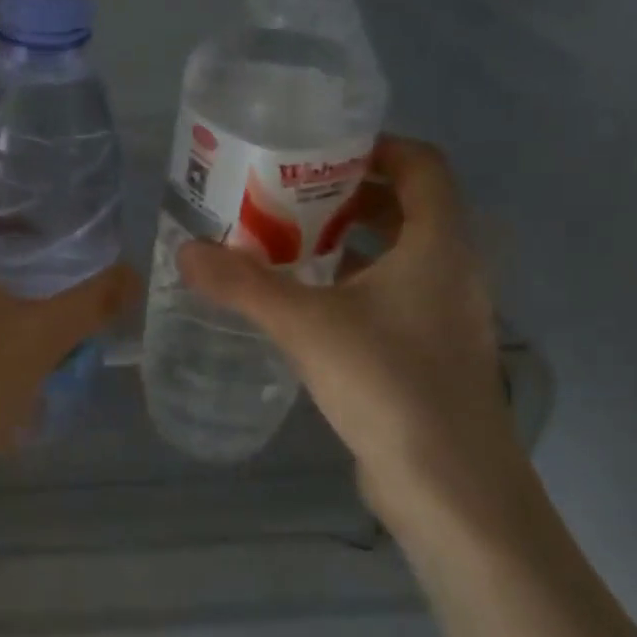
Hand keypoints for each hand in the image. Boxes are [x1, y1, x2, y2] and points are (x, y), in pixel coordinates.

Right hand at [177, 137, 527, 536]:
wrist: (451, 490)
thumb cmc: (391, 386)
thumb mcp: (307, 326)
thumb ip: (243, 285)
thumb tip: (185, 251)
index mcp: (440, 245)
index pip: (423, 165)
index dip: (376, 146)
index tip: (318, 149)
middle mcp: (451, 270)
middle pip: (407, 206)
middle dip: (347, 194)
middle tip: (285, 193)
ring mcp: (444, 314)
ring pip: (398, 254)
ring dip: (347, 241)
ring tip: (284, 240)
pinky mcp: (429, 351)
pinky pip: (391, 294)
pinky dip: (351, 283)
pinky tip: (304, 301)